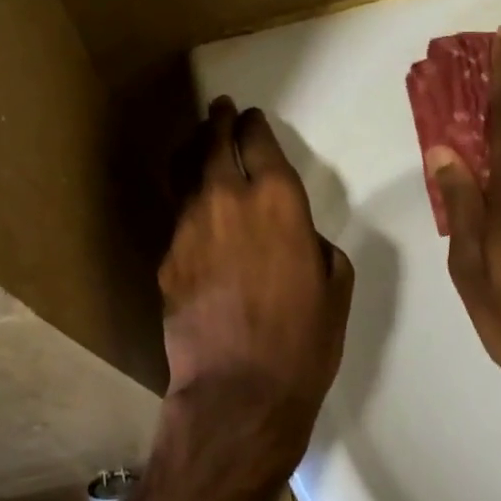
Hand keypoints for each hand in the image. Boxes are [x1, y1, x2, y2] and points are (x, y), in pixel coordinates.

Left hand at [160, 98, 354, 444]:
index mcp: (278, 200)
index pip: (258, 141)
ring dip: (193, 152)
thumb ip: (312, 242)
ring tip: (197, 143)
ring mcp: (188, 225)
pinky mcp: (166, 256)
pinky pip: (178, 216)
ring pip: (184, 172)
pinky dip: (187, 203)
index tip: (251, 118)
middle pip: (213, 143)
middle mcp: (227, 199)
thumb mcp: (334, 284)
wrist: (239, 391)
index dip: (253, 125)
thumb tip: (294, 233)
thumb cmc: (303, 341)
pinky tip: (194, 213)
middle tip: (219, 110)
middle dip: (217, 121)